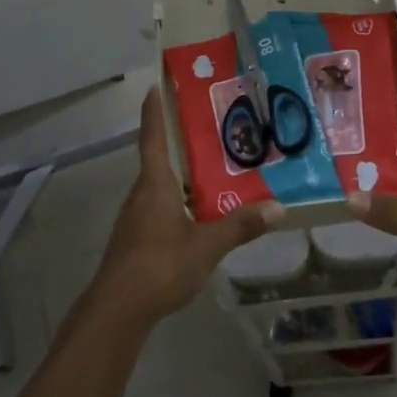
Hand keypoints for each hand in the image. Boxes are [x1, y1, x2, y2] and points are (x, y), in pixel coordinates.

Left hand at [85, 87, 284, 330]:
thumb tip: (278, 207)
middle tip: (208, 130)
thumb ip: (240, 226)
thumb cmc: (159, 266)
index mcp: (155, 184)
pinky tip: (198, 215)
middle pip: (158, 160)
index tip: (153, 86)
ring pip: (160, 187)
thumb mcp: (207, 246)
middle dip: (179, 144)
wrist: (117, 310)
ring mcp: (135, 218)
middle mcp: (141, 194)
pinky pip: (159, 208)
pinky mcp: (135, 239)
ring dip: (181, 177)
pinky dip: (178, 202)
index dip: (154, 111)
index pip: (153, 137)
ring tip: (212, 173)